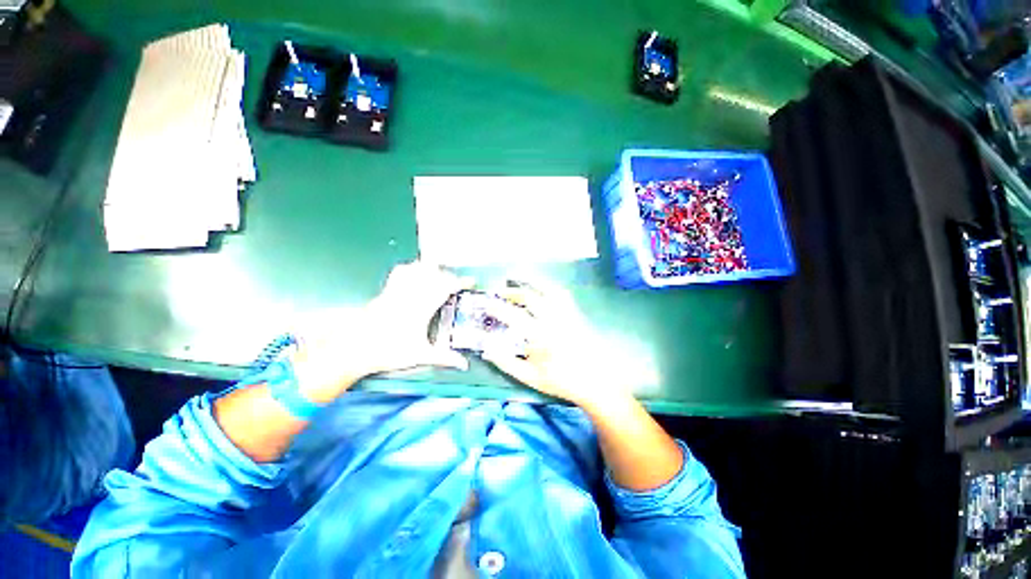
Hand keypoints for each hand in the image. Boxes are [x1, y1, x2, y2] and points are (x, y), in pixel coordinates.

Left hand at [293, 262, 471, 402]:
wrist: (354, 350)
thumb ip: (444, 358)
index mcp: (421, 309)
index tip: (470, 282)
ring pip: (416, 269)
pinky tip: (415, 274)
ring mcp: (396, 291)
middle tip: (456, 283)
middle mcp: (409, 295)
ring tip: (440, 275)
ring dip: (431, 269)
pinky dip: (410, 268)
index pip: (445, 288)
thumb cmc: (389, 353)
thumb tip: (464, 364)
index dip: (460, 282)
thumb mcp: (420, 356)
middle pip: (433, 274)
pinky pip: (399, 273)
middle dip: (448, 275)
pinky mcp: (385, 291)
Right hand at [483, 285, 629, 409]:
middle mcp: (553, 318)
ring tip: (519, 277)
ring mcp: (566, 313)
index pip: (513, 315)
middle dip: (512, 291)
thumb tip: (488, 350)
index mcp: (540, 335)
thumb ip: (507, 363)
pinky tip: (541, 287)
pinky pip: (561, 293)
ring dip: (531, 280)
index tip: (486, 303)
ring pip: (547, 288)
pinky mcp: (575, 312)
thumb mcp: (531, 377)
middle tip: (500, 291)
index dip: (497, 307)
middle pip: (530, 297)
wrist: (597, 380)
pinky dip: (548, 286)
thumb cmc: (563, 381)